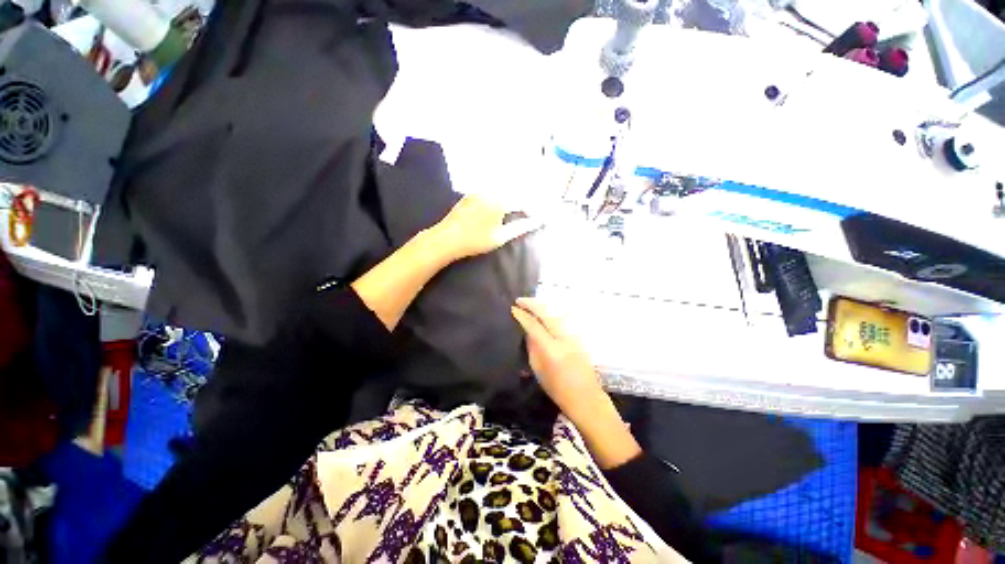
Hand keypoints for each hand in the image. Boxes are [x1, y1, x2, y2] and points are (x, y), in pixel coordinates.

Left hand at [432, 195, 541, 260]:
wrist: (447, 239)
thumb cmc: (475, 241)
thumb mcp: (500, 237)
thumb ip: (519, 228)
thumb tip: (536, 222)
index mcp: (500, 202)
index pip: (521, 201)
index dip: (530, 208)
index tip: (536, 216)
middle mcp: (490, 193)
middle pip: (511, 190)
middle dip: (522, 197)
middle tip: (527, 208)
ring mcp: (478, 192)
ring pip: (499, 188)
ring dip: (510, 193)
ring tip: (515, 204)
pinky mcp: (469, 195)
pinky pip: (487, 190)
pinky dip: (496, 194)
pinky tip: (496, 202)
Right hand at [510, 297, 606, 424]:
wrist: (586, 397)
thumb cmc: (558, 389)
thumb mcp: (539, 370)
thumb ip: (532, 348)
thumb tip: (527, 331)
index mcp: (551, 349)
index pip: (534, 326)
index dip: (522, 315)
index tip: (513, 308)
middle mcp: (564, 338)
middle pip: (547, 314)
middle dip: (532, 304)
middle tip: (519, 300)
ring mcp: (573, 336)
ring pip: (556, 313)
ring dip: (542, 307)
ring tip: (530, 304)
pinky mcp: (579, 337)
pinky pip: (562, 319)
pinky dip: (551, 313)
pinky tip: (544, 313)